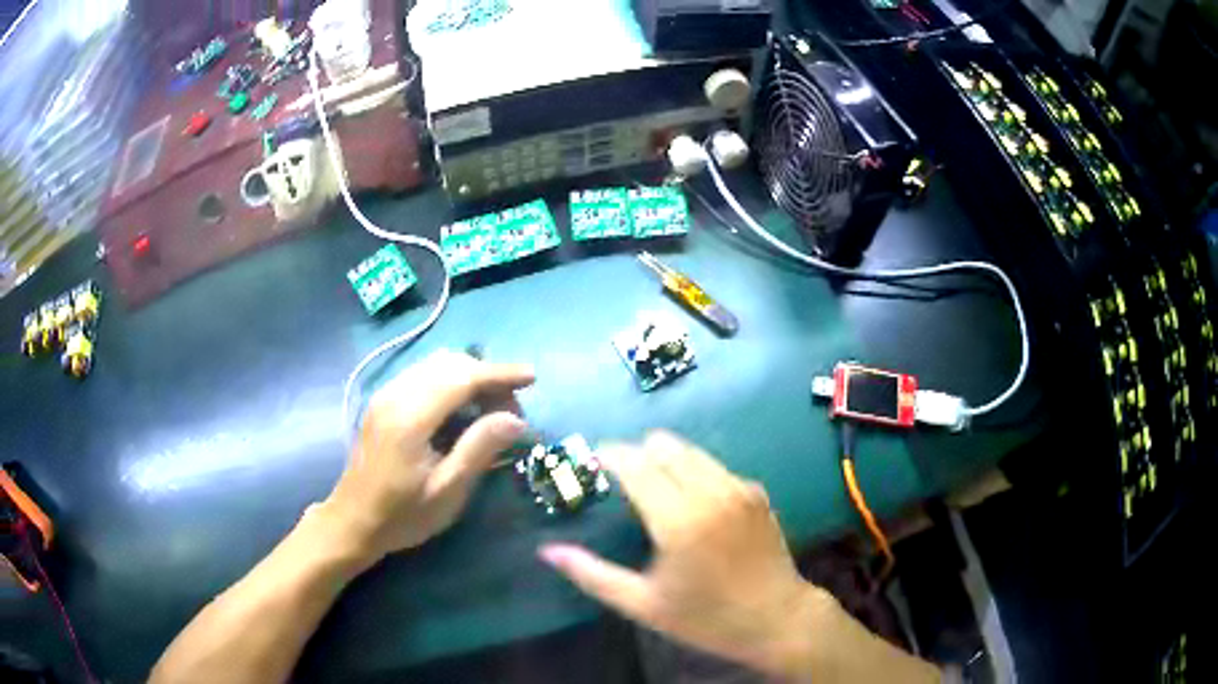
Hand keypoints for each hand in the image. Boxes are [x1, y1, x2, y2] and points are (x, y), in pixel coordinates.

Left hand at [318, 349, 533, 567]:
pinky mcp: (383, 402)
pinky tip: (462, 409)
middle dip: (486, 376)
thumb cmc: (402, 515)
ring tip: (491, 409)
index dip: (499, 373)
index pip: (461, 377)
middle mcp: (395, 394)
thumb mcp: (447, 491)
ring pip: (435, 365)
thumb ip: (479, 448)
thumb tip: (516, 419)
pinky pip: (423, 376)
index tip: (532, 377)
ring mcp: (385, 395)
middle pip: (449, 363)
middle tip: (511, 410)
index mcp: (410, 417)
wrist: (352, 521)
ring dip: (469, 377)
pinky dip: (450, 382)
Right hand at [538, 432, 820, 676]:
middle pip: (663, 445)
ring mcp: (738, 487)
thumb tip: (547, 551)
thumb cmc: (706, 618)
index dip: (609, 454)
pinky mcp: (755, 491)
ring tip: (652, 489)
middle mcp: (710, 492)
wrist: (776, 618)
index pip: (635, 464)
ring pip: (691, 450)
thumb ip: (592, 574)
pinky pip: (714, 466)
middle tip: (621, 480)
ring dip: (665, 459)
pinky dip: (693, 472)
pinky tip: (690, 504)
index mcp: (679, 519)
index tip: (592, 459)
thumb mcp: (643, 604)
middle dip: (636, 454)